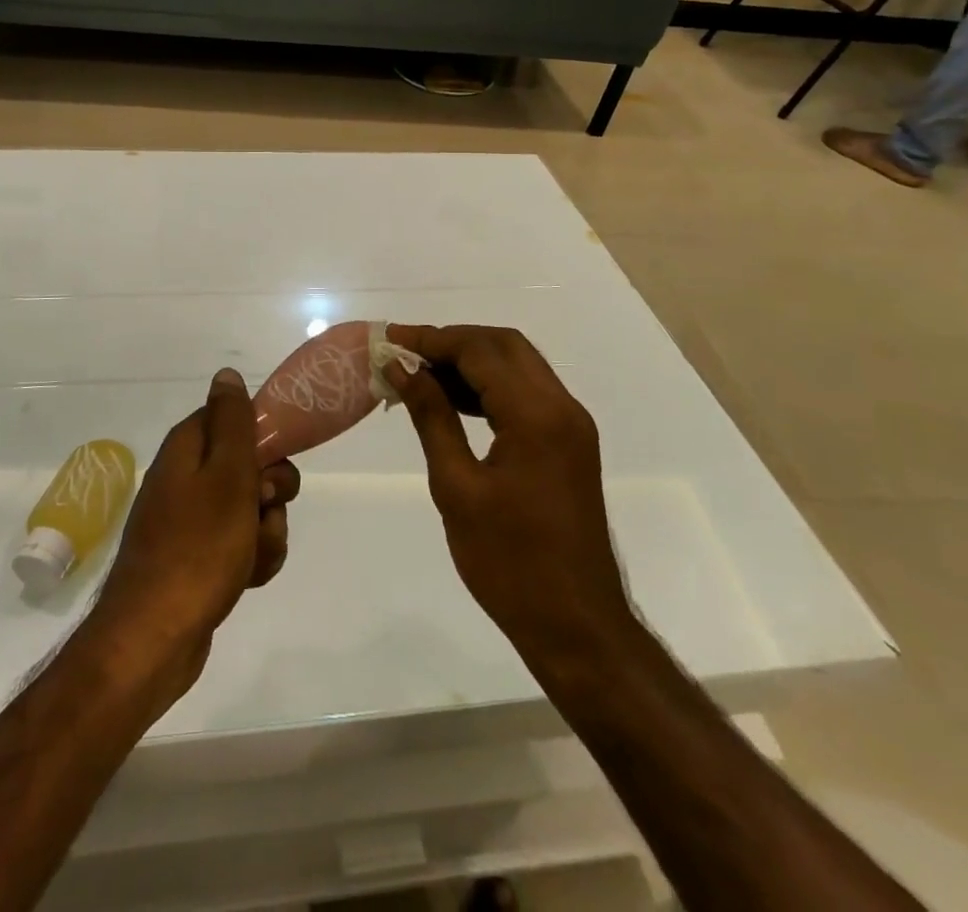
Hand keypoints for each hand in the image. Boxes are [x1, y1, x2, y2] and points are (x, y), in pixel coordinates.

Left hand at [92, 368, 299, 705]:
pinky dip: (253, 558)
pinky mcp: (198, 558)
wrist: (155, 638)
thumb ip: (232, 422)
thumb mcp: (226, 475)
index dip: (263, 440)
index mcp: (188, 448)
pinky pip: (241, 544)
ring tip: (251, 557)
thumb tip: (227, 374)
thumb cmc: (197, 548)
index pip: (235, 419)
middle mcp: (186, 477)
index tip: (274, 464)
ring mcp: (190, 520)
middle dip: (271, 492)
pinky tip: (248, 579)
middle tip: (263, 509)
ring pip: (252, 509)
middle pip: (250, 465)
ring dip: (266, 532)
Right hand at [383, 325, 631, 665]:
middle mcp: (562, 407)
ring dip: (471, 361)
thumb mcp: (457, 487)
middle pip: (504, 345)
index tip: (390, 340)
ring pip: (518, 366)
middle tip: (406, 354)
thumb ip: (432, 417)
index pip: (480, 350)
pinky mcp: (569, 443)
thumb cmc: (509, 563)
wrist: (577, 626)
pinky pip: (527, 393)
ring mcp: (571, 425)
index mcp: (537, 415)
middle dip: (453, 341)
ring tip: (420, 375)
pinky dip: (490, 386)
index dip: (432, 339)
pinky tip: (453, 401)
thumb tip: (403, 369)